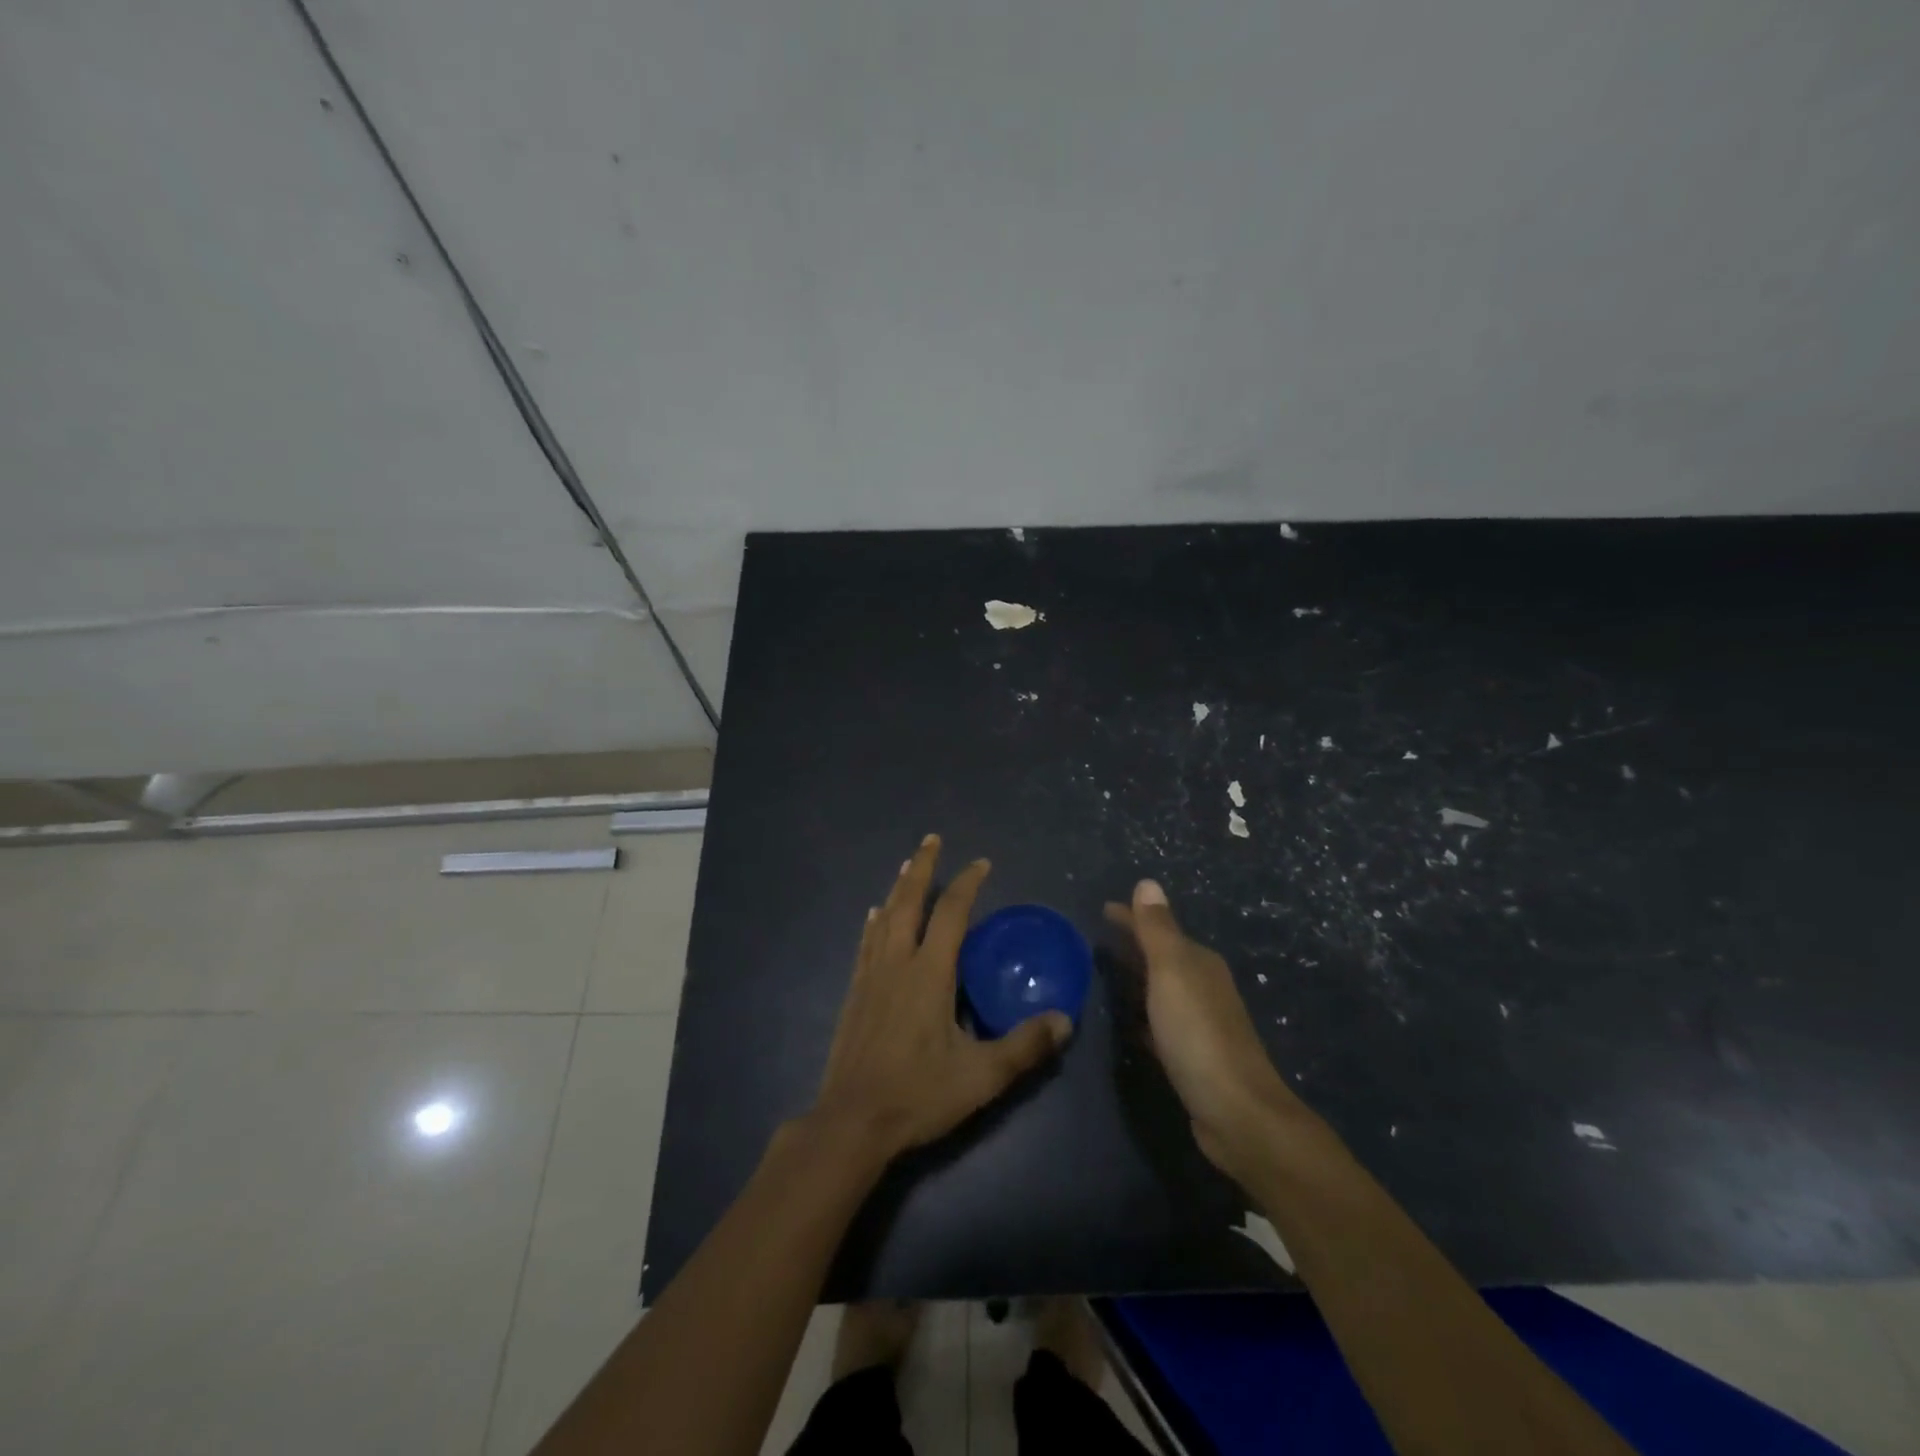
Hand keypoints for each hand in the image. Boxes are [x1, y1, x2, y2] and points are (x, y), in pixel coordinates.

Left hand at [811, 835, 1071, 1161]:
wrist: (852, 1121)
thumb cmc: (918, 1094)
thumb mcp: (981, 1076)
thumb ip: (1025, 1046)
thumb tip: (1065, 1020)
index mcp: (929, 973)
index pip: (951, 913)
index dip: (967, 884)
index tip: (982, 863)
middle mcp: (898, 963)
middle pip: (909, 902)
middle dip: (922, 867)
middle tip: (931, 839)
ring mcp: (871, 976)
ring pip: (885, 918)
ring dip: (899, 888)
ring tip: (906, 866)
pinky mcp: (855, 993)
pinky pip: (866, 943)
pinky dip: (874, 922)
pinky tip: (873, 915)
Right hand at [1104, 879, 1312, 1177]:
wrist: (1237, 1112)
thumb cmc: (1198, 1035)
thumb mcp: (1172, 973)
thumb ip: (1157, 930)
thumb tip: (1147, 882)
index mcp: (1198, 963)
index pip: (1158, 929)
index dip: (1132, 917)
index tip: (1103, 909)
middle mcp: (1202, 987)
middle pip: (1161, 957)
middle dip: (1134, 945)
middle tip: (1098, 939)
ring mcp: (1199, 1023)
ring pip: (1160, 990)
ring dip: (1137, 979)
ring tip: (1107, 975)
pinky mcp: (1192, 1056)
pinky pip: (1159, 1022)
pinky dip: (1142, 1015)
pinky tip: (1128, 1022)